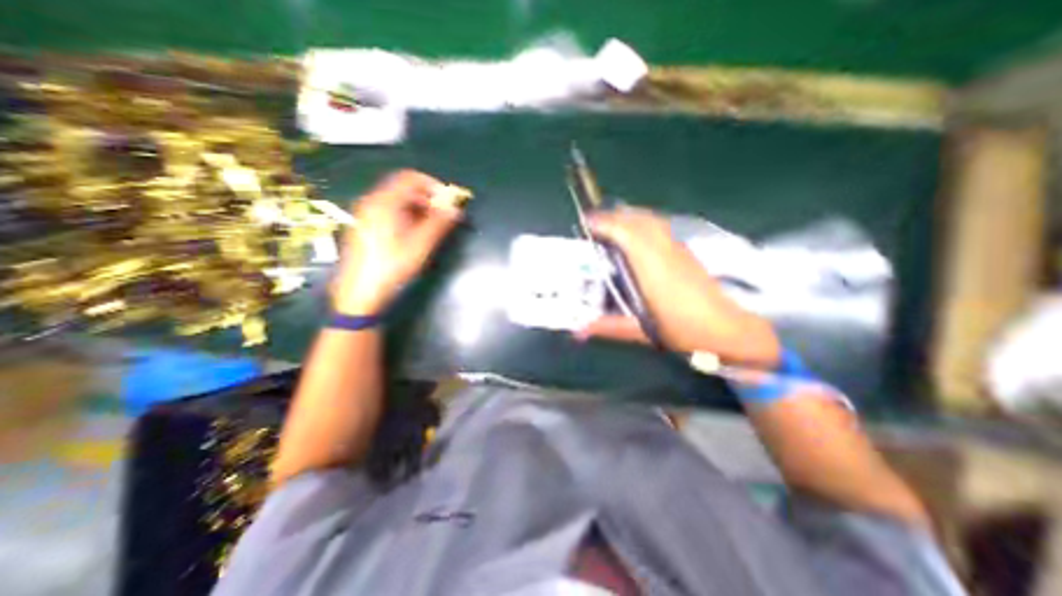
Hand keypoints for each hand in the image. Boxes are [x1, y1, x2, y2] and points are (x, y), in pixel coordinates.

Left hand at [331, 169, 460, 314]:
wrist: (361, 292)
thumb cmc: (392, 266)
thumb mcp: (420, 245)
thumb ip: (439, 223)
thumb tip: (456, 210)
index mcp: (384, 203)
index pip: (410, 178)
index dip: (433, 185)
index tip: (448, 200)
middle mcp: (371, 202)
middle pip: (403, 188)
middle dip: (427, 198)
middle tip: (443, 214)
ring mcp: (366, 214)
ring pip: (396, 200)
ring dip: (418, 207)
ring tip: (432, 225)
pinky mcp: (365, 226)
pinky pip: (388, 211)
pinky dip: (406, 215)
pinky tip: (414, 232)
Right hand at [580, 208, 778, 368]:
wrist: (731, 328)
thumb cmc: (685, 330)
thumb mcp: (643, 331)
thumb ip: (609, 327)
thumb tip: (578, 332)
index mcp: (652, 269)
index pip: (626, 234)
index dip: (605, 223)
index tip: (586, 221)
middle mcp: (665, 251)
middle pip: (638, 221)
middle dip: (614, 216)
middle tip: (595, 222)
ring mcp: (679, 248)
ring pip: (651, 220)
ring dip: (629, 216)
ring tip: (613, 222)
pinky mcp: (687, 251)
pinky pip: (661, 226)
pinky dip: (644, 222)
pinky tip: (639, 232)